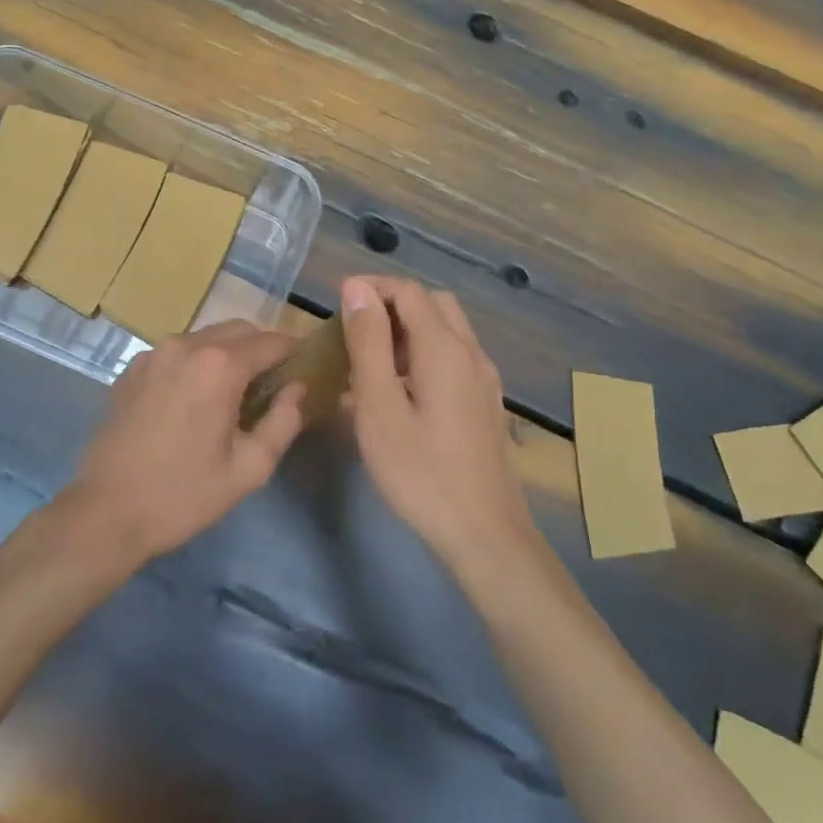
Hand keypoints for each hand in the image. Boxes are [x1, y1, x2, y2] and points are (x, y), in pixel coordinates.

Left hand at [56, 321, 305, 570]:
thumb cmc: (184, 494)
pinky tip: (195, 399)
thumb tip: (297, 389)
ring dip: (228, 353)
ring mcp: (154, 353)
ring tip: (234, 392)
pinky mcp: (132, 368)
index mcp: (219, 366)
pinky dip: (196, 363)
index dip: (294, 353)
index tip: (305, 370)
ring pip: (206, 337)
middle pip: (239, 330)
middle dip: (262, 349)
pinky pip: (177, 352)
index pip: (272, 341)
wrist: (106, 512)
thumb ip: (283, 422)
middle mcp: (186, 345)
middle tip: (273, 384)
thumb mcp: (249, 468)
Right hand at [340, 276, 535, 573]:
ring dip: (408, 331)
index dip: (372, 288)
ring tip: (369, 363)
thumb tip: (358, 289)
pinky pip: (453, 359)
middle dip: (392, 305)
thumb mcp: (379, 407)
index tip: (337, 304)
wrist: (485, 535)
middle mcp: (472, 353)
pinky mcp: (486, 404)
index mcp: (445, 348)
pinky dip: (423, 356)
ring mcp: (484, 380)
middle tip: (355, 331)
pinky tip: (398, 394)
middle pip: (433, 304)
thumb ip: (369, 343)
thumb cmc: (421, 472)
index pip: (409, 291)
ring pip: (446, 332)